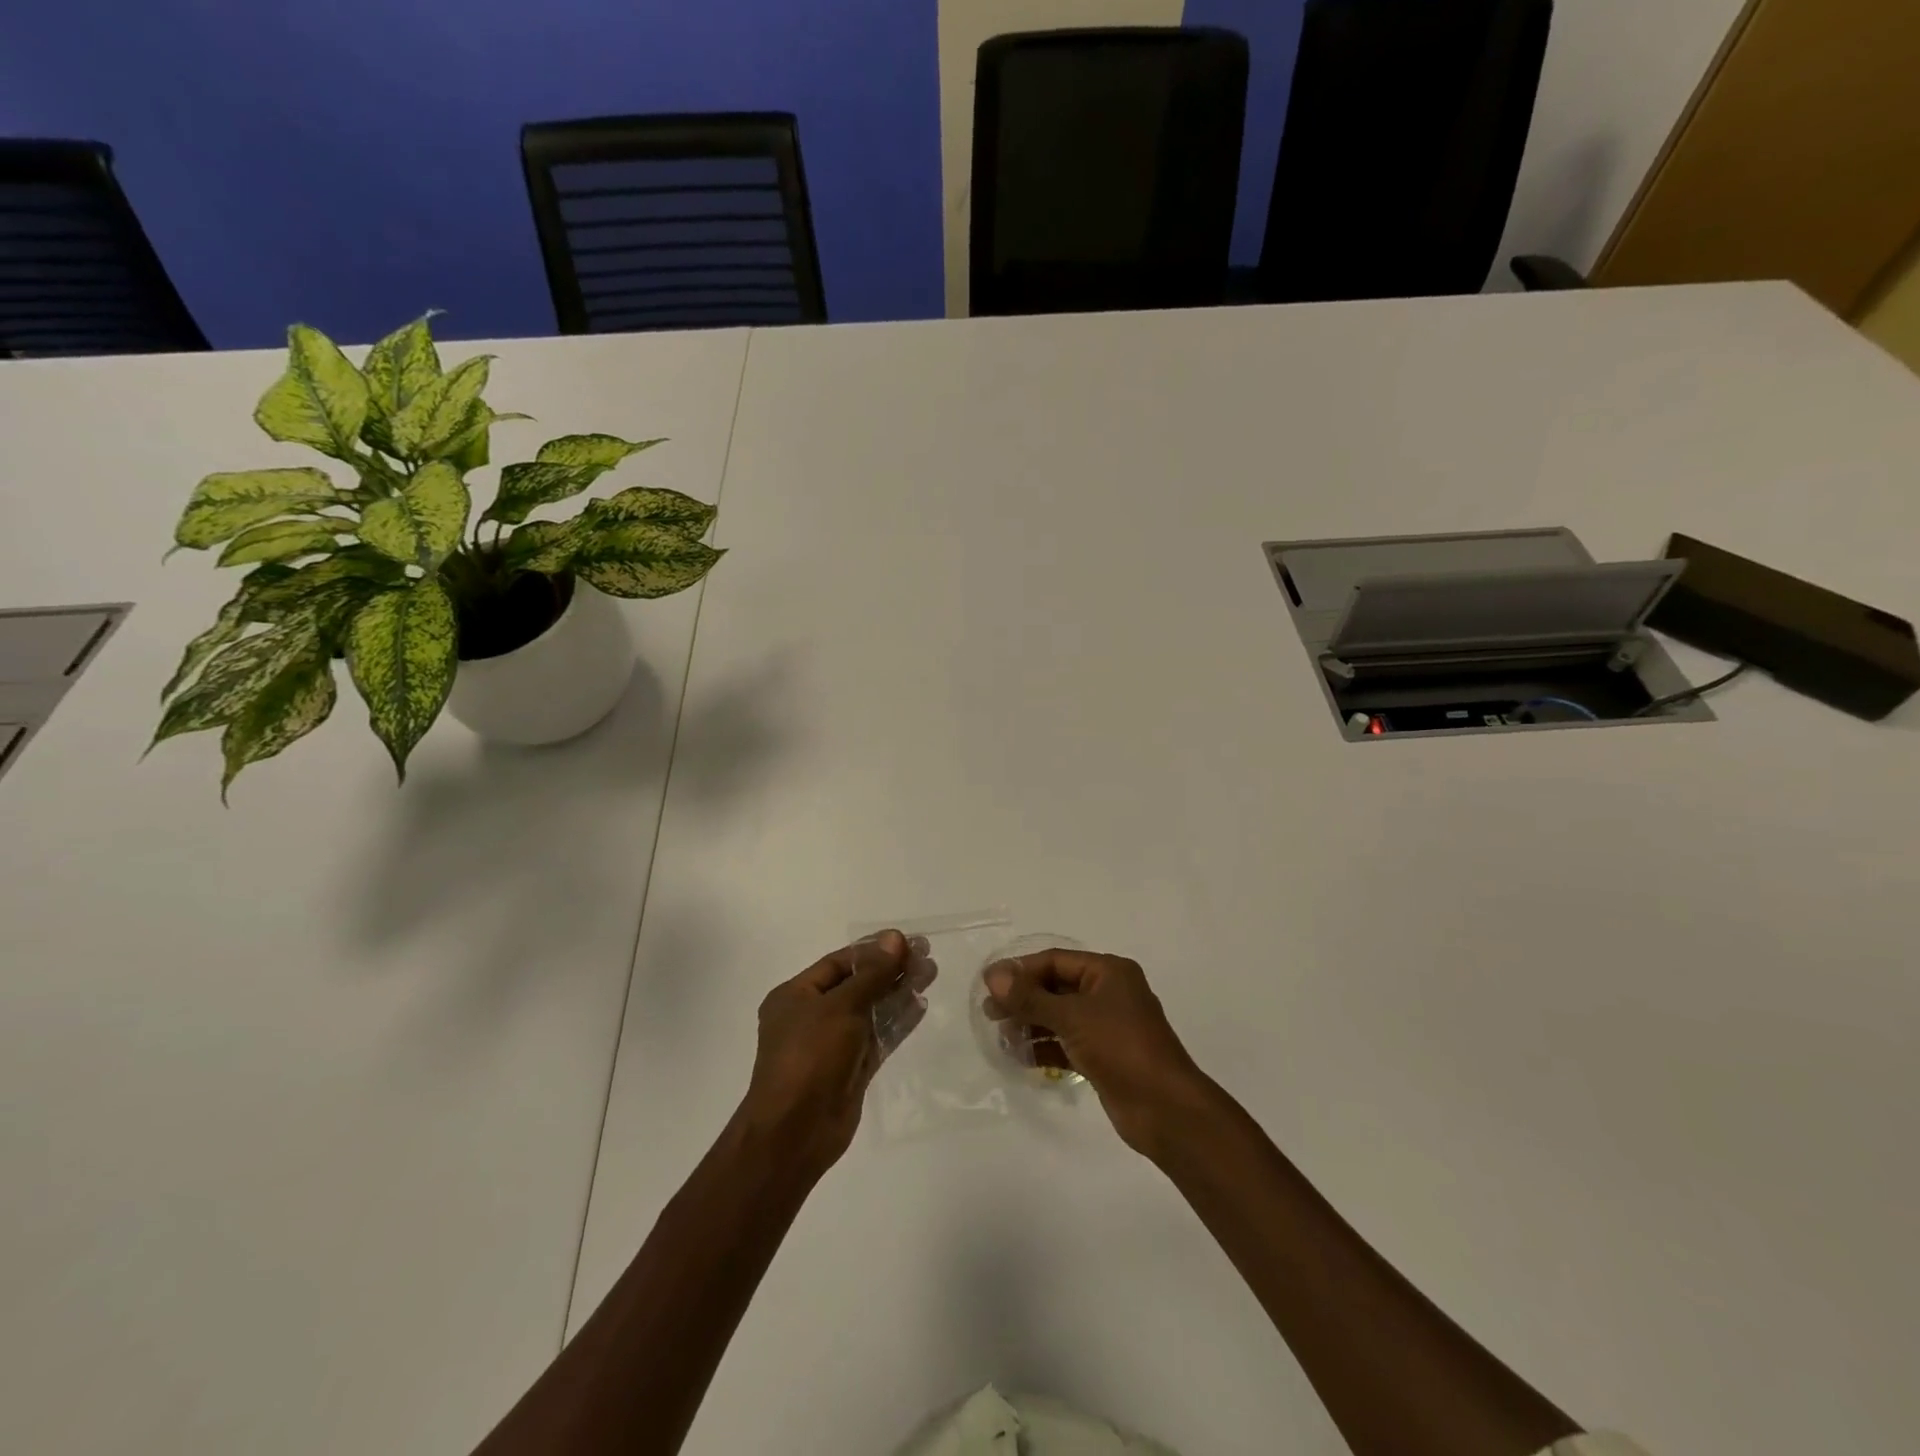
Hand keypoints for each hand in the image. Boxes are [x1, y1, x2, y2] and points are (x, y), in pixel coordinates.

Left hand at [738, 930, 934, 1179]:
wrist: (795, 1132)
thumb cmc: (810, 1057)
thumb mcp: (840, 1007)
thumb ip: (871, 974)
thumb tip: (895, 938)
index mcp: (796, 995)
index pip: (839, 962)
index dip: (873, 950)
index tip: (907, 941)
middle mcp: (812, 1016)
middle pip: (858, 983)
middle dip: (890, 969)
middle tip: (925, 954)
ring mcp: (833, 1043)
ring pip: (871, 1009)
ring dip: (899, 991)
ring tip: (930, 972)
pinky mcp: (852, 1068)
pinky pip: (877, 1036)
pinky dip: (897, 1021)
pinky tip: (921, 1005)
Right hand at [984, 949, 1211, 1156]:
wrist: (1166, 1109)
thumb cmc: (1121, 1048)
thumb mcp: (1072, 1017)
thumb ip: (1030, 997)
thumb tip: (993, 975)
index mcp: (1108, 972)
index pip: (1055, 960)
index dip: (1021, 970)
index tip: (988, 984)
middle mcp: (1109, 993)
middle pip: (1056, 987)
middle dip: (1023, 999)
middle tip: (989, 1014)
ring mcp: (1107, 1026)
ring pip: (1060, 1016)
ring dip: (1031, 1024)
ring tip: (1002, 1038)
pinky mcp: (1104, 1056)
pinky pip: (1067, 1042)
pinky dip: (1045, 1047)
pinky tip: (1020, 1058)